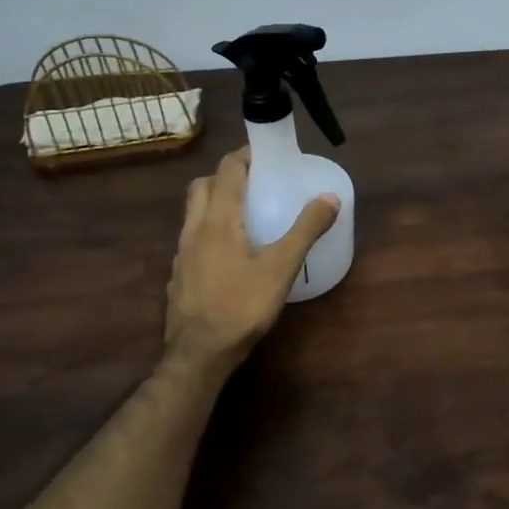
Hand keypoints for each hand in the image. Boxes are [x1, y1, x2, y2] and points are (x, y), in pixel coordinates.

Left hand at [165, 149, 339, 371]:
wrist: (199, 354)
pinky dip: (208, 231)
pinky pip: (191, 239)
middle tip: (255, 182)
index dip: (246, 155)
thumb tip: (330, 198)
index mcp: (218, 219)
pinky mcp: (178, 275)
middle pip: (203, 186)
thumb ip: (306, 230)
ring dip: (215, 202)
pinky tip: (229, 253)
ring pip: (193, 213)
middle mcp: (194, 229)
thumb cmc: (241, 306)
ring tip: (244, 215)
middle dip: (226, 176)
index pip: (228, 170)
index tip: (267, 154)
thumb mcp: (282, 267)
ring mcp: (181, 253)